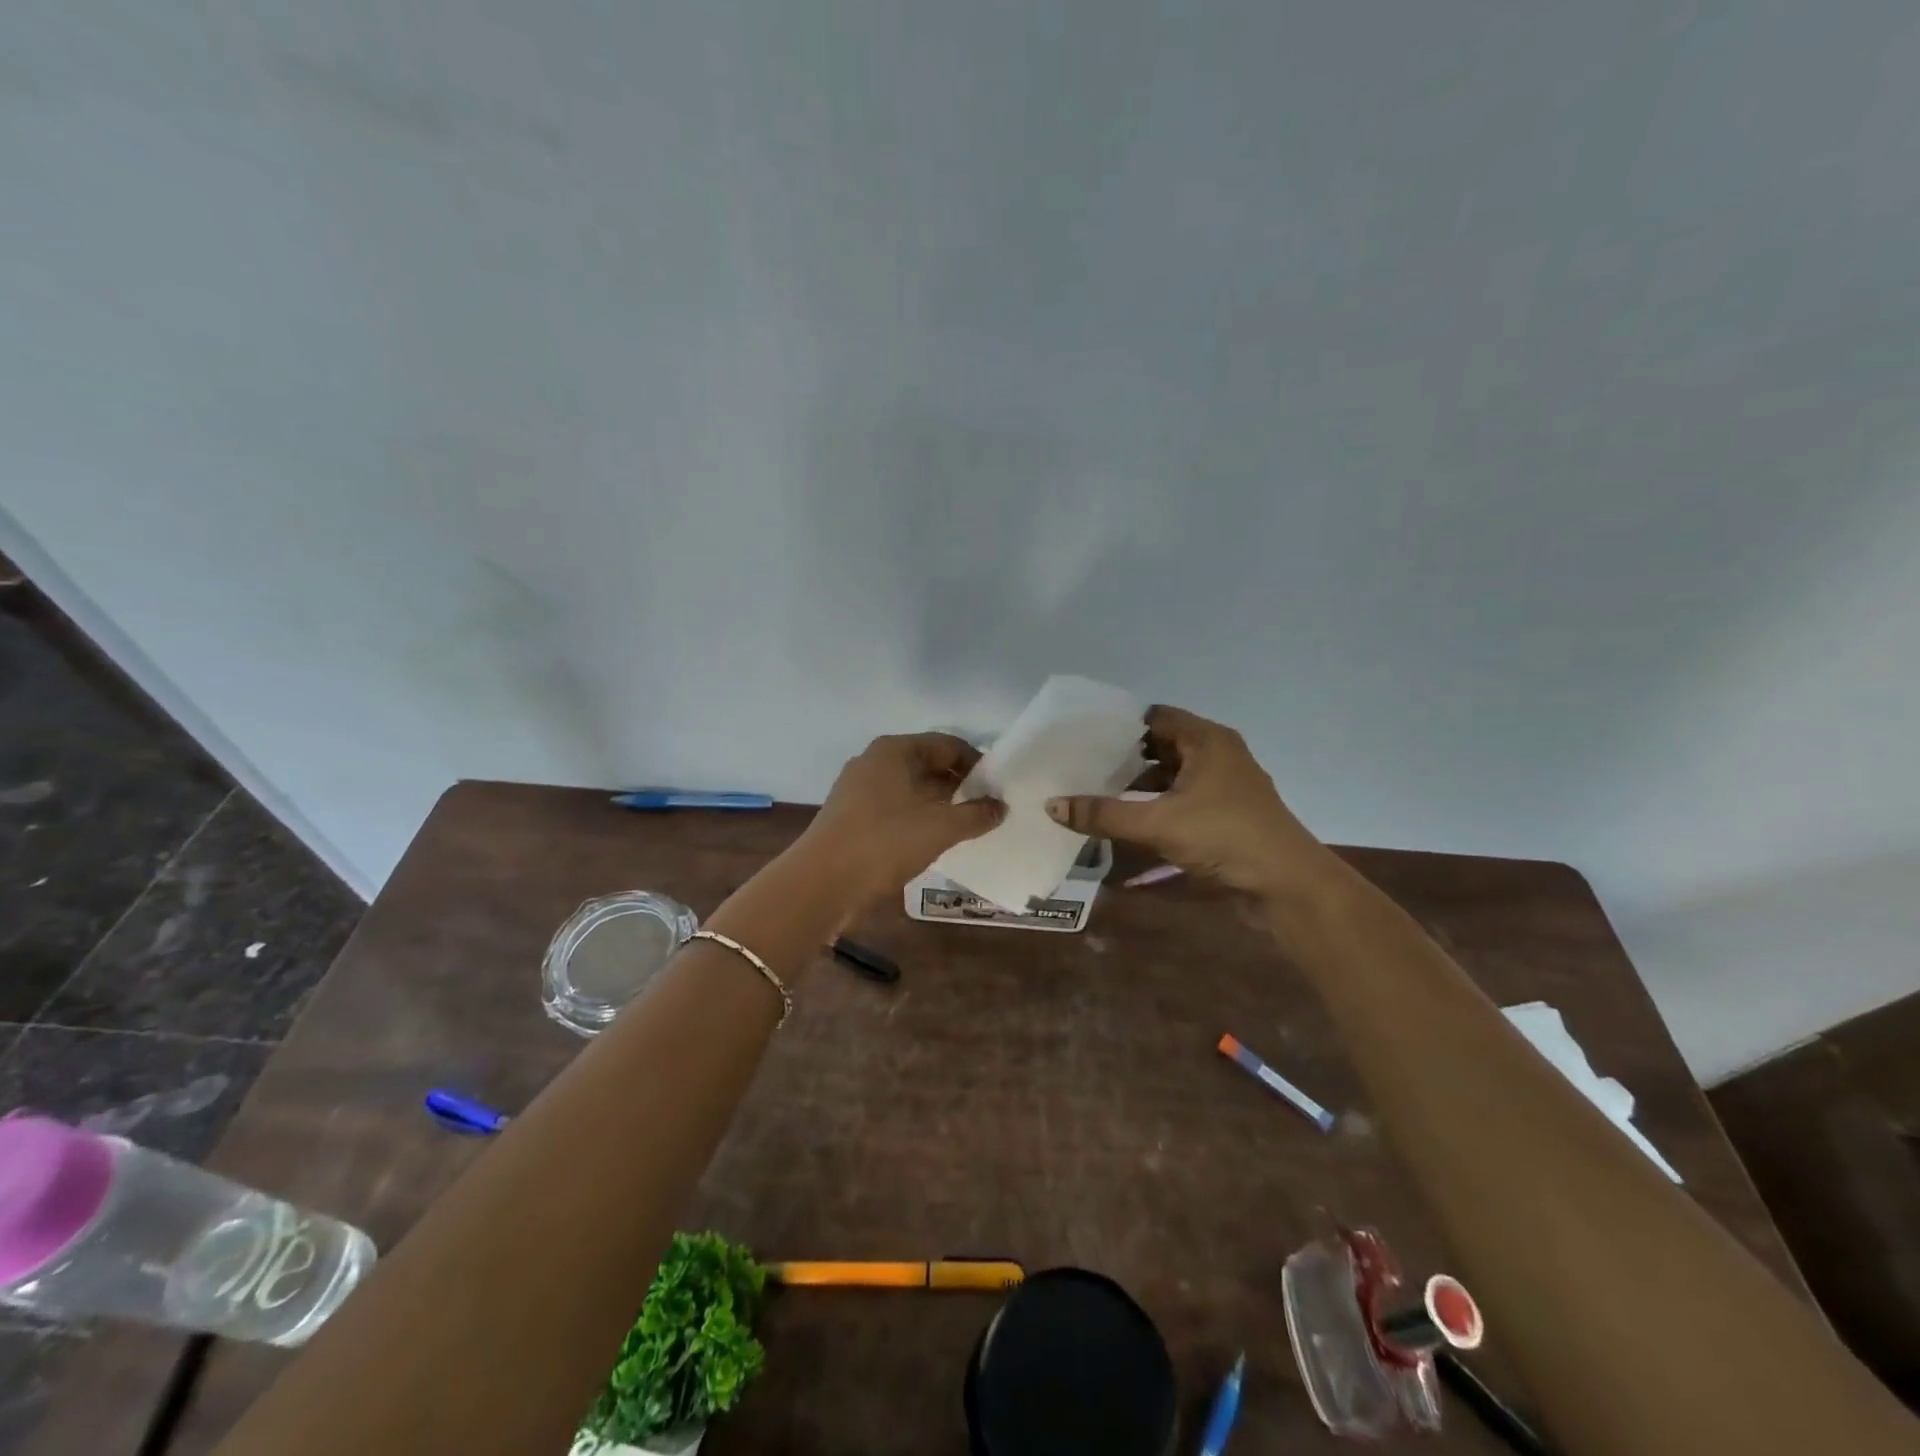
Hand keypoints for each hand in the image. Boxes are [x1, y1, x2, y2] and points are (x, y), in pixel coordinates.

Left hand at [799, 733, 1005, 902]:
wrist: (821, 882)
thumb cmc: (885, 841)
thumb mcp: (940, 828)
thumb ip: (976, 815)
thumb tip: (1000, 806)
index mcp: (894, 750)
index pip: (946, 744)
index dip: (976, 762)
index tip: (997, 786)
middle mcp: (874, 761)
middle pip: (927, 763)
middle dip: (958, 783)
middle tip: (986, 807)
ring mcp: (858, 788)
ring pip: (909, 787)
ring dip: (938, 802)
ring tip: (965, 825)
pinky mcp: (850, 815)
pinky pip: (893, 806)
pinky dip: (916, 816)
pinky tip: (932, 839)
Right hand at [1044, 705, 1337, 898]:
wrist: (1289, 885)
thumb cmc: (1226, 837)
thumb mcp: (1158, 823)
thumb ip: (1104, 814)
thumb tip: (1052, 804)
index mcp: (1207, 740)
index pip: (1156, 717)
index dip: (1120, 725)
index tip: (1084, 736)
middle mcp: (1218, 754)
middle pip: (1162, 744)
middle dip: (1125, 755)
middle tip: (1083, 764)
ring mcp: (1226, 785)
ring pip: (1173, 773)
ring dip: (1141, 782)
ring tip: (1098, 791)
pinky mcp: (1227, 812)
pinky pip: (1184, 796)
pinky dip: (1158, 803)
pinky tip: (1131, 818)